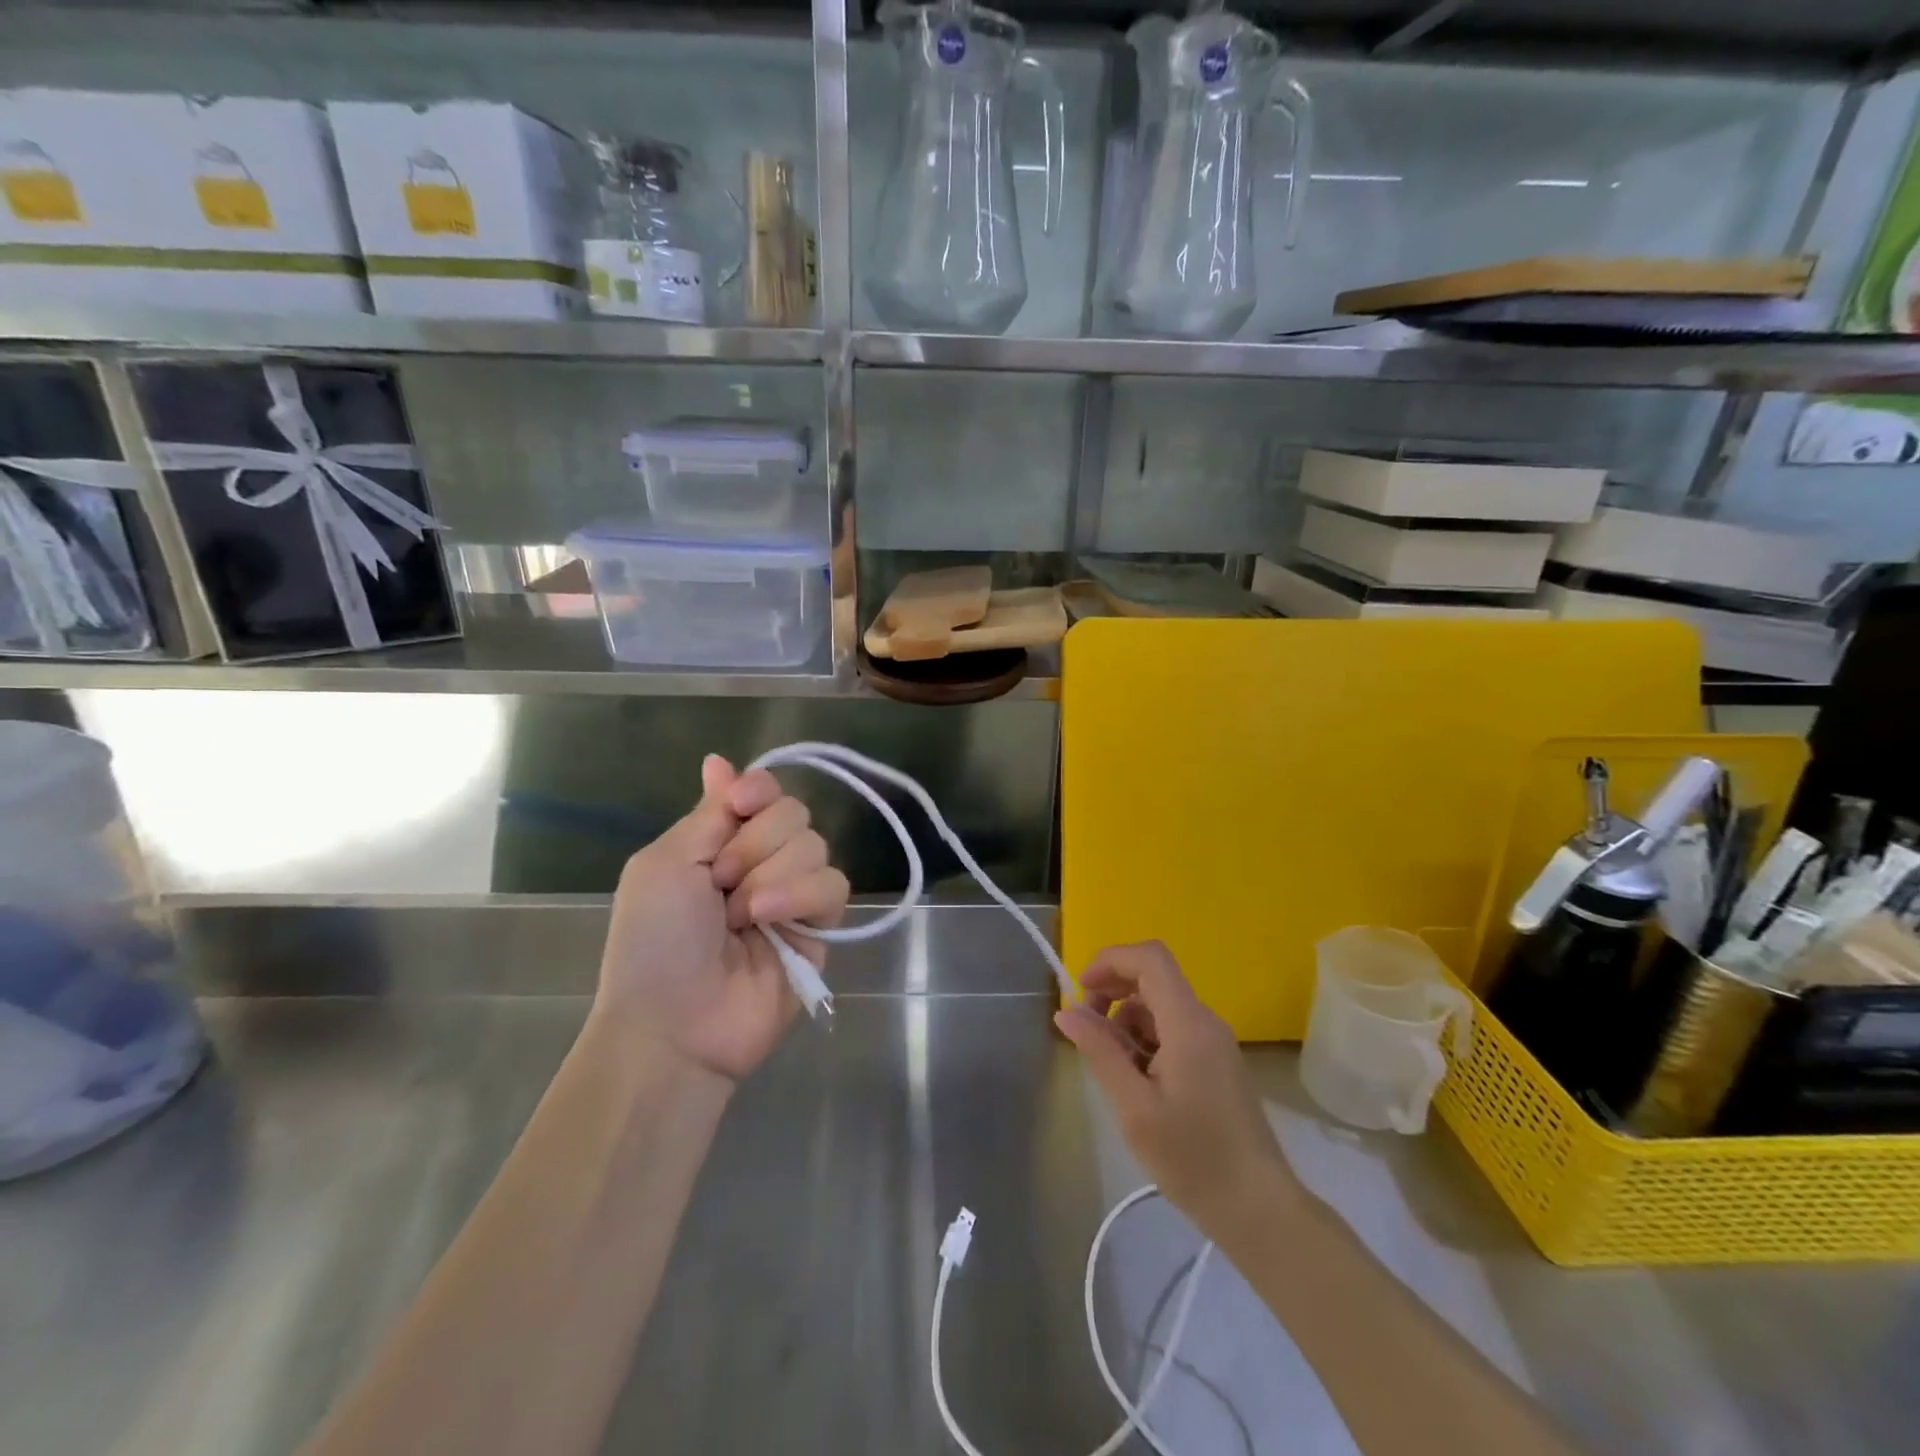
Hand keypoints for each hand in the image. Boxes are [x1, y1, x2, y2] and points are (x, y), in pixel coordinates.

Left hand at [595, 754, 848, 1083]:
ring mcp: (793, 895)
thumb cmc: (653, 941)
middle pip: (793, 812)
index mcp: (720, 842)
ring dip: (771, 874)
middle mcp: (761, 861)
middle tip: (720, 881)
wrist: (673, 1023)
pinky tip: (768, 920)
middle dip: (755, 843)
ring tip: (741, 915)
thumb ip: (708, 813)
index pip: (763, 791)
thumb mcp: (664, 865)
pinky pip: (833, 887)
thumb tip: (719, 760)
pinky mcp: (820, 928)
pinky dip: (801, 896)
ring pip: (815, 845)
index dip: (758, 789)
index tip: (740, 803)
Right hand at [1056, 942, 1302, 1236]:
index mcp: (1188, 1023)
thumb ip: (1100, 1052)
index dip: (1110, 961)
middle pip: (1153, 978)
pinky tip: (1136, 1082)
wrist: (1259, 1210)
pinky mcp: (1216, 1063)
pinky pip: (1174, 1031)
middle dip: (1112, 991)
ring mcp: (1214, 1042)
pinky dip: (1146, 1041)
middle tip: (1085, 1029)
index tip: (1080, 991)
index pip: (1150, 958)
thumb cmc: (1194, 1159)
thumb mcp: (1134, 1107)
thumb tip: (1066, 1011)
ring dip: (1127, 1022)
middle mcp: (1205, 1021)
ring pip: (1160, 1006)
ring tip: (1112, 1068)